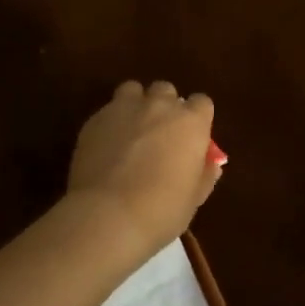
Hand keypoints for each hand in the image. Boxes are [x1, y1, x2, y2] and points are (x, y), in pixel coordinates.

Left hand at [67, 80, 221, 260]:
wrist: (108, 215)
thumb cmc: (162, 210)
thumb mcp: (194, 198)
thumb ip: (205, 174)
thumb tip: (210, 164)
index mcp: (191, 123)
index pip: (201, 103)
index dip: (197, 119)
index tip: (192, 138)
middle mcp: (159, 106)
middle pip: (166, 91)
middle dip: (165, 107)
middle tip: (160, 135)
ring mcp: (123, 109)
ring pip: (133, 90)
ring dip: (136, 105)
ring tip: (131, 132)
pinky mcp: (94, 120)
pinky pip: (107, 111)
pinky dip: (111, 122)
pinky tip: (107, 147)